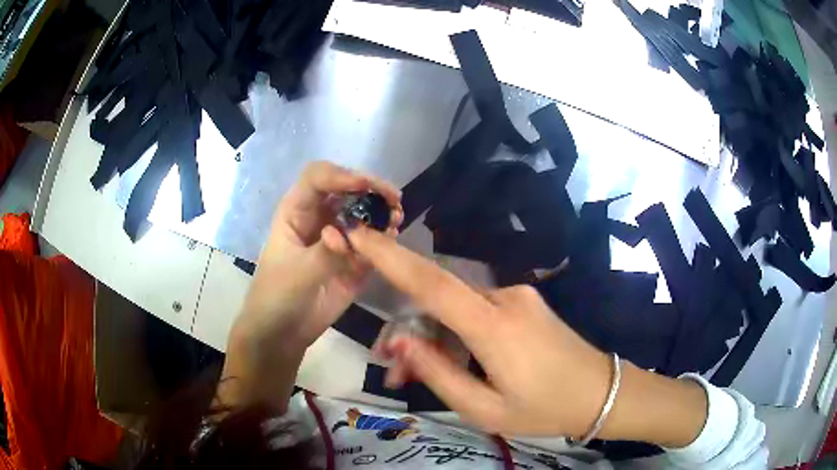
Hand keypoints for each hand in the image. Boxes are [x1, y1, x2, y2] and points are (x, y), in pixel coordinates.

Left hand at [222, 162, 400, 410]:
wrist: (283, 331)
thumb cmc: (277, 296)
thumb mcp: (297, 273)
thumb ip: (325, 252)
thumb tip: (349, 234)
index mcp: (297, 211)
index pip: (318, 177)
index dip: (341, 175)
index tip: (365, 187)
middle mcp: (319, 217)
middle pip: (346, 188)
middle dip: (370, 189)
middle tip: (393, 200)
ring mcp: (337, 237)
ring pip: (362, 211)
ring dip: (381, 210)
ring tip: (396, 218)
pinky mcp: (352, 258)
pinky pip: (371, 240)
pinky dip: (384, 236)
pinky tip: (393, 237)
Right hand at [349, 226, 707, 447]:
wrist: (601, 392)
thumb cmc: (544, 409)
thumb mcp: (484, 408)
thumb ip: (438, 373)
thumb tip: (400, 342)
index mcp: (493, 326)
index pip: (430, 283)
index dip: (390, 257)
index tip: (360, 234)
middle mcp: (504, 297)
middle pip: (438, 300)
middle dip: (410, 329)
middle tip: (394, 373)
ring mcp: (517, 295)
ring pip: (456, 307)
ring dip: (434, 335)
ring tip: (423, 373)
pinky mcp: (523, 300)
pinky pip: (477, 309)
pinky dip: (457, 331)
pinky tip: (457, 359)